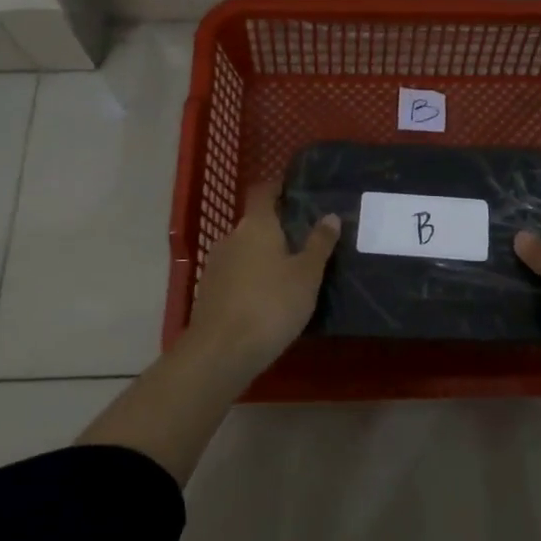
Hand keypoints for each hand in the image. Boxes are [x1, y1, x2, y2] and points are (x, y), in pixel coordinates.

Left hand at [188, 181, 340, 378]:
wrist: (220, 353)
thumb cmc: (271, 304)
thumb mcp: (307, 274)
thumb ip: (319, 244)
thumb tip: (330, 216)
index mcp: (256, 224)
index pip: (263, 191)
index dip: (278, 188)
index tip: (297, 191)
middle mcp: (231, 237)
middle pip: (255, 223)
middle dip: (278, 228)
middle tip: (306, 240)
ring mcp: (216, 266)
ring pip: (245, 250)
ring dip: (264, 256)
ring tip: (291, 272)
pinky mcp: (209, 293)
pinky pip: (236, 275)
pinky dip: (252, 279)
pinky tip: (269, 298)